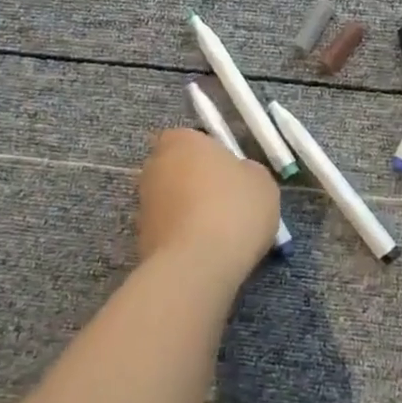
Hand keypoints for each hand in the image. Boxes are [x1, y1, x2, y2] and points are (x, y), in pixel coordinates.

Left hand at [136, 128, 280, 274]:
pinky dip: (181, 236)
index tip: (228, 172)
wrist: (198, 264)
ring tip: (218, 232)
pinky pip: (168, 229)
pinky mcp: (140, 238)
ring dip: (187, 210)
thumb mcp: (261, 181)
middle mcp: (155, 166)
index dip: (208, 154)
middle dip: (194, 181)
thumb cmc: (234, 208)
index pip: (189, 138)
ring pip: (170, 200)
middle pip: (176, 168)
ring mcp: (143, 204)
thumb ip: (246, 171)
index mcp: (182, 141)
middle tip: (224, 201)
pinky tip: (205, 252)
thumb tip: (237, 176)